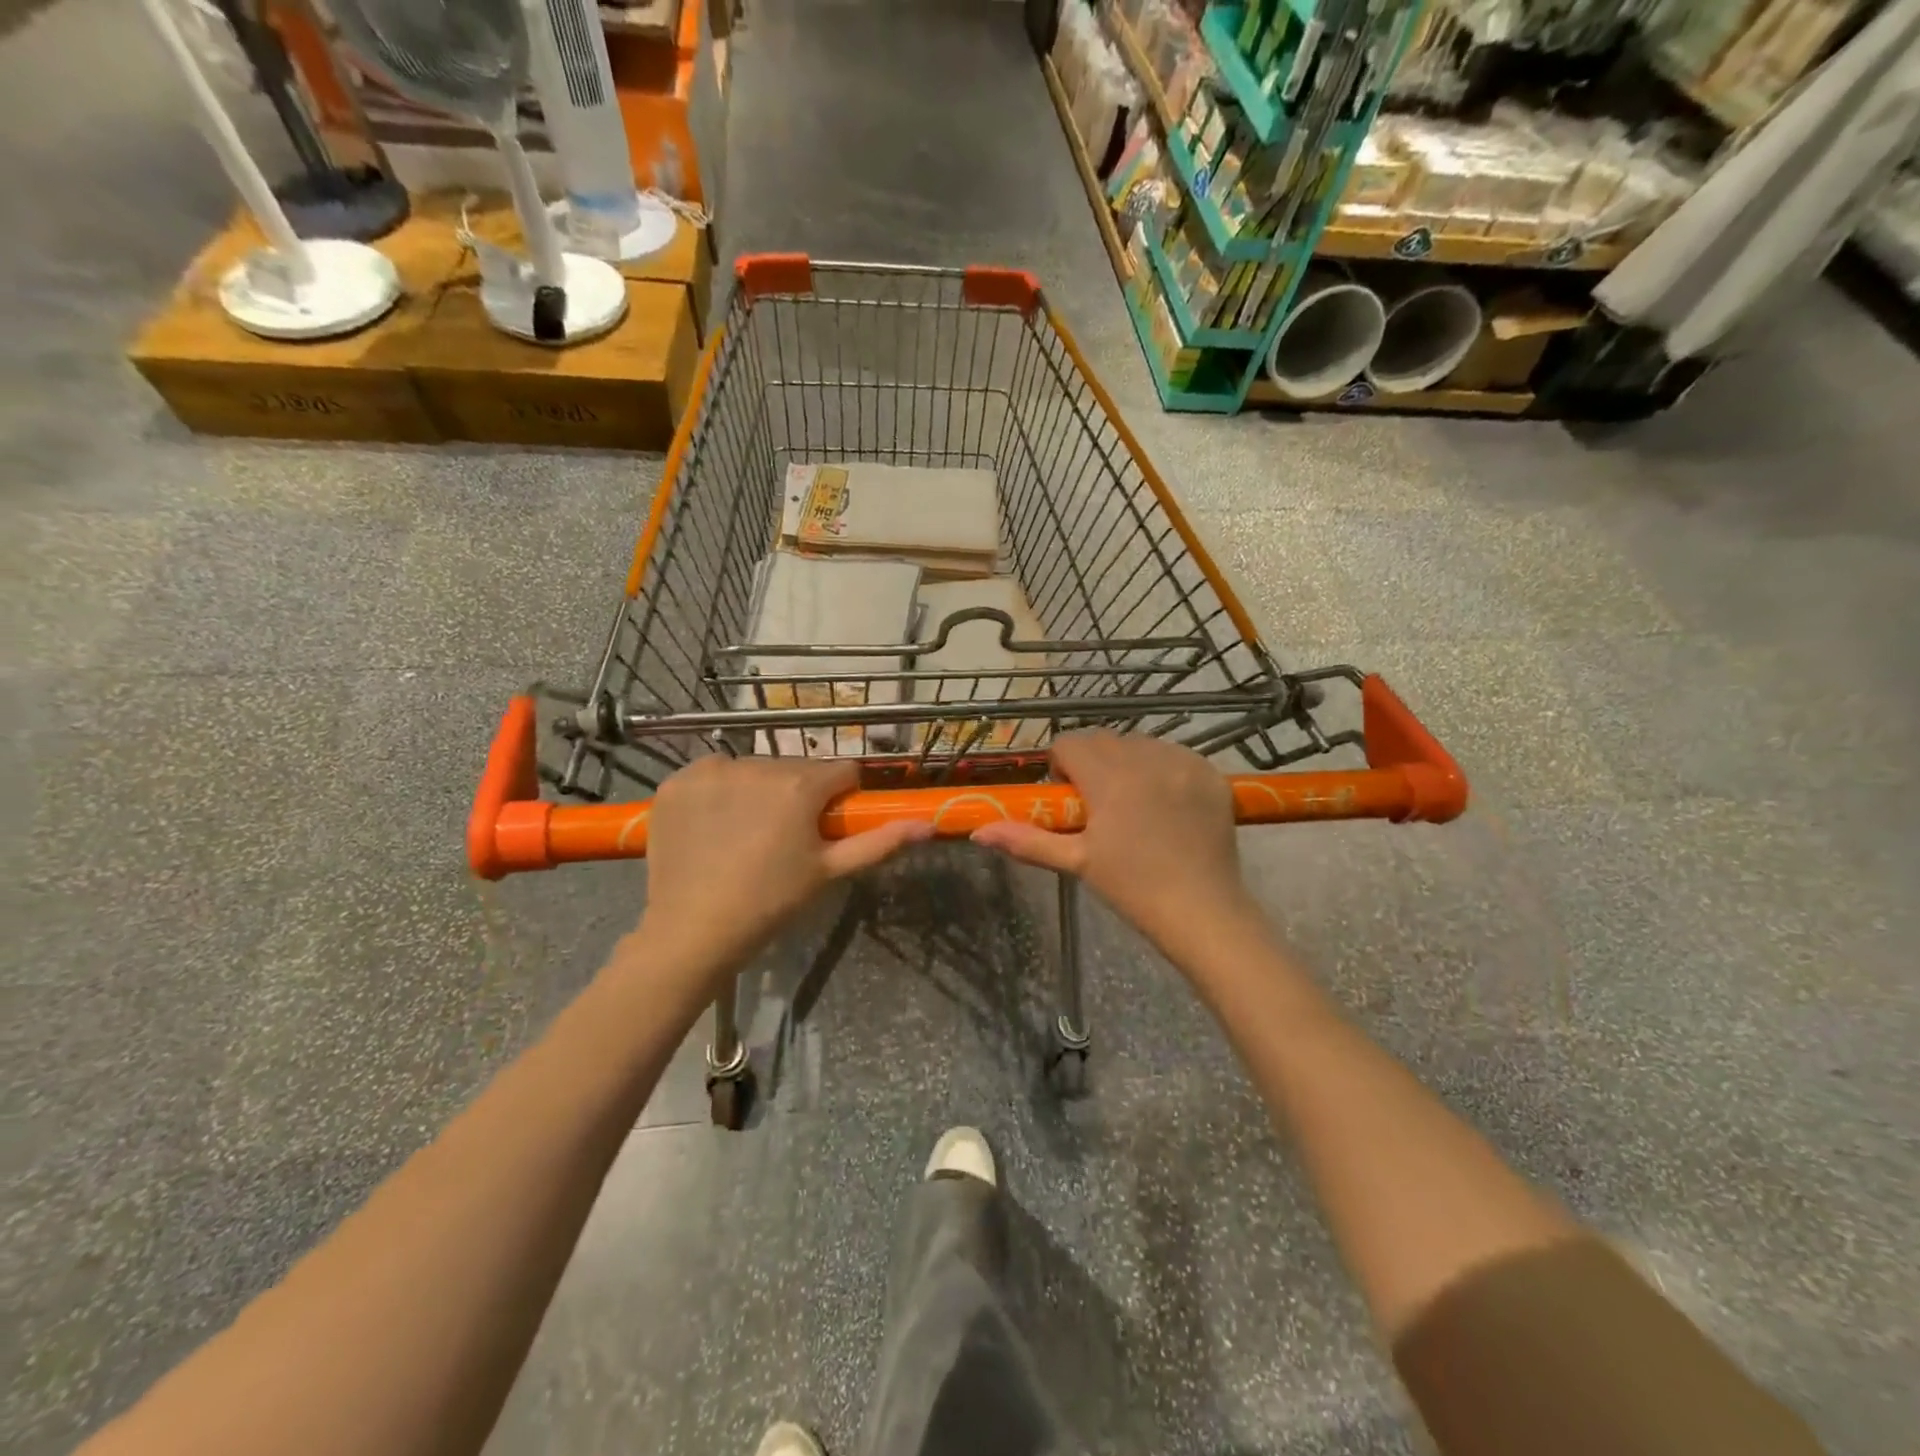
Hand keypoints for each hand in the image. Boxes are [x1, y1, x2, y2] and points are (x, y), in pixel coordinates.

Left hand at [639, 757, 930, 982]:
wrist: (691, 931)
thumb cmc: (770, 902)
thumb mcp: (829, 872)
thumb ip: (879, 843)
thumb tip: (926, 825)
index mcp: (800, 785)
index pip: (840, 772)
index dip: (839, 798)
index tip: (825, 825)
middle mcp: (756, 764)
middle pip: (796, 769)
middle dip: (798, 794)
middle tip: (784, 838)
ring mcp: (711, 770)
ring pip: (754, 768)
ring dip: (758, 790)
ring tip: (744, 834)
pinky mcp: (677, 781)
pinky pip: (712, 774)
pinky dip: (717, 793)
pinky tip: (713, 826)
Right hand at [971, 731, 1261, 963]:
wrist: (1203, 912)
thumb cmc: (1133, 889)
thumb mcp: (1077, 862)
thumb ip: (1026, 841)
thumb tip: (979, 833)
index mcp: (1110, 778)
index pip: (1069, 743)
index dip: (1062, 767)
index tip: (1070, 799)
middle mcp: (1147, 758)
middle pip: (1103, 740)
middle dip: (1093, 764)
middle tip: (1099, 807)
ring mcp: (1184, 762)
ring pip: (1140, 743)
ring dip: (1128, 763)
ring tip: (1135, 805)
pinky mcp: (1210, 773)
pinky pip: (1175, 754)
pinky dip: (1163, 770)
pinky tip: (1167, 807)